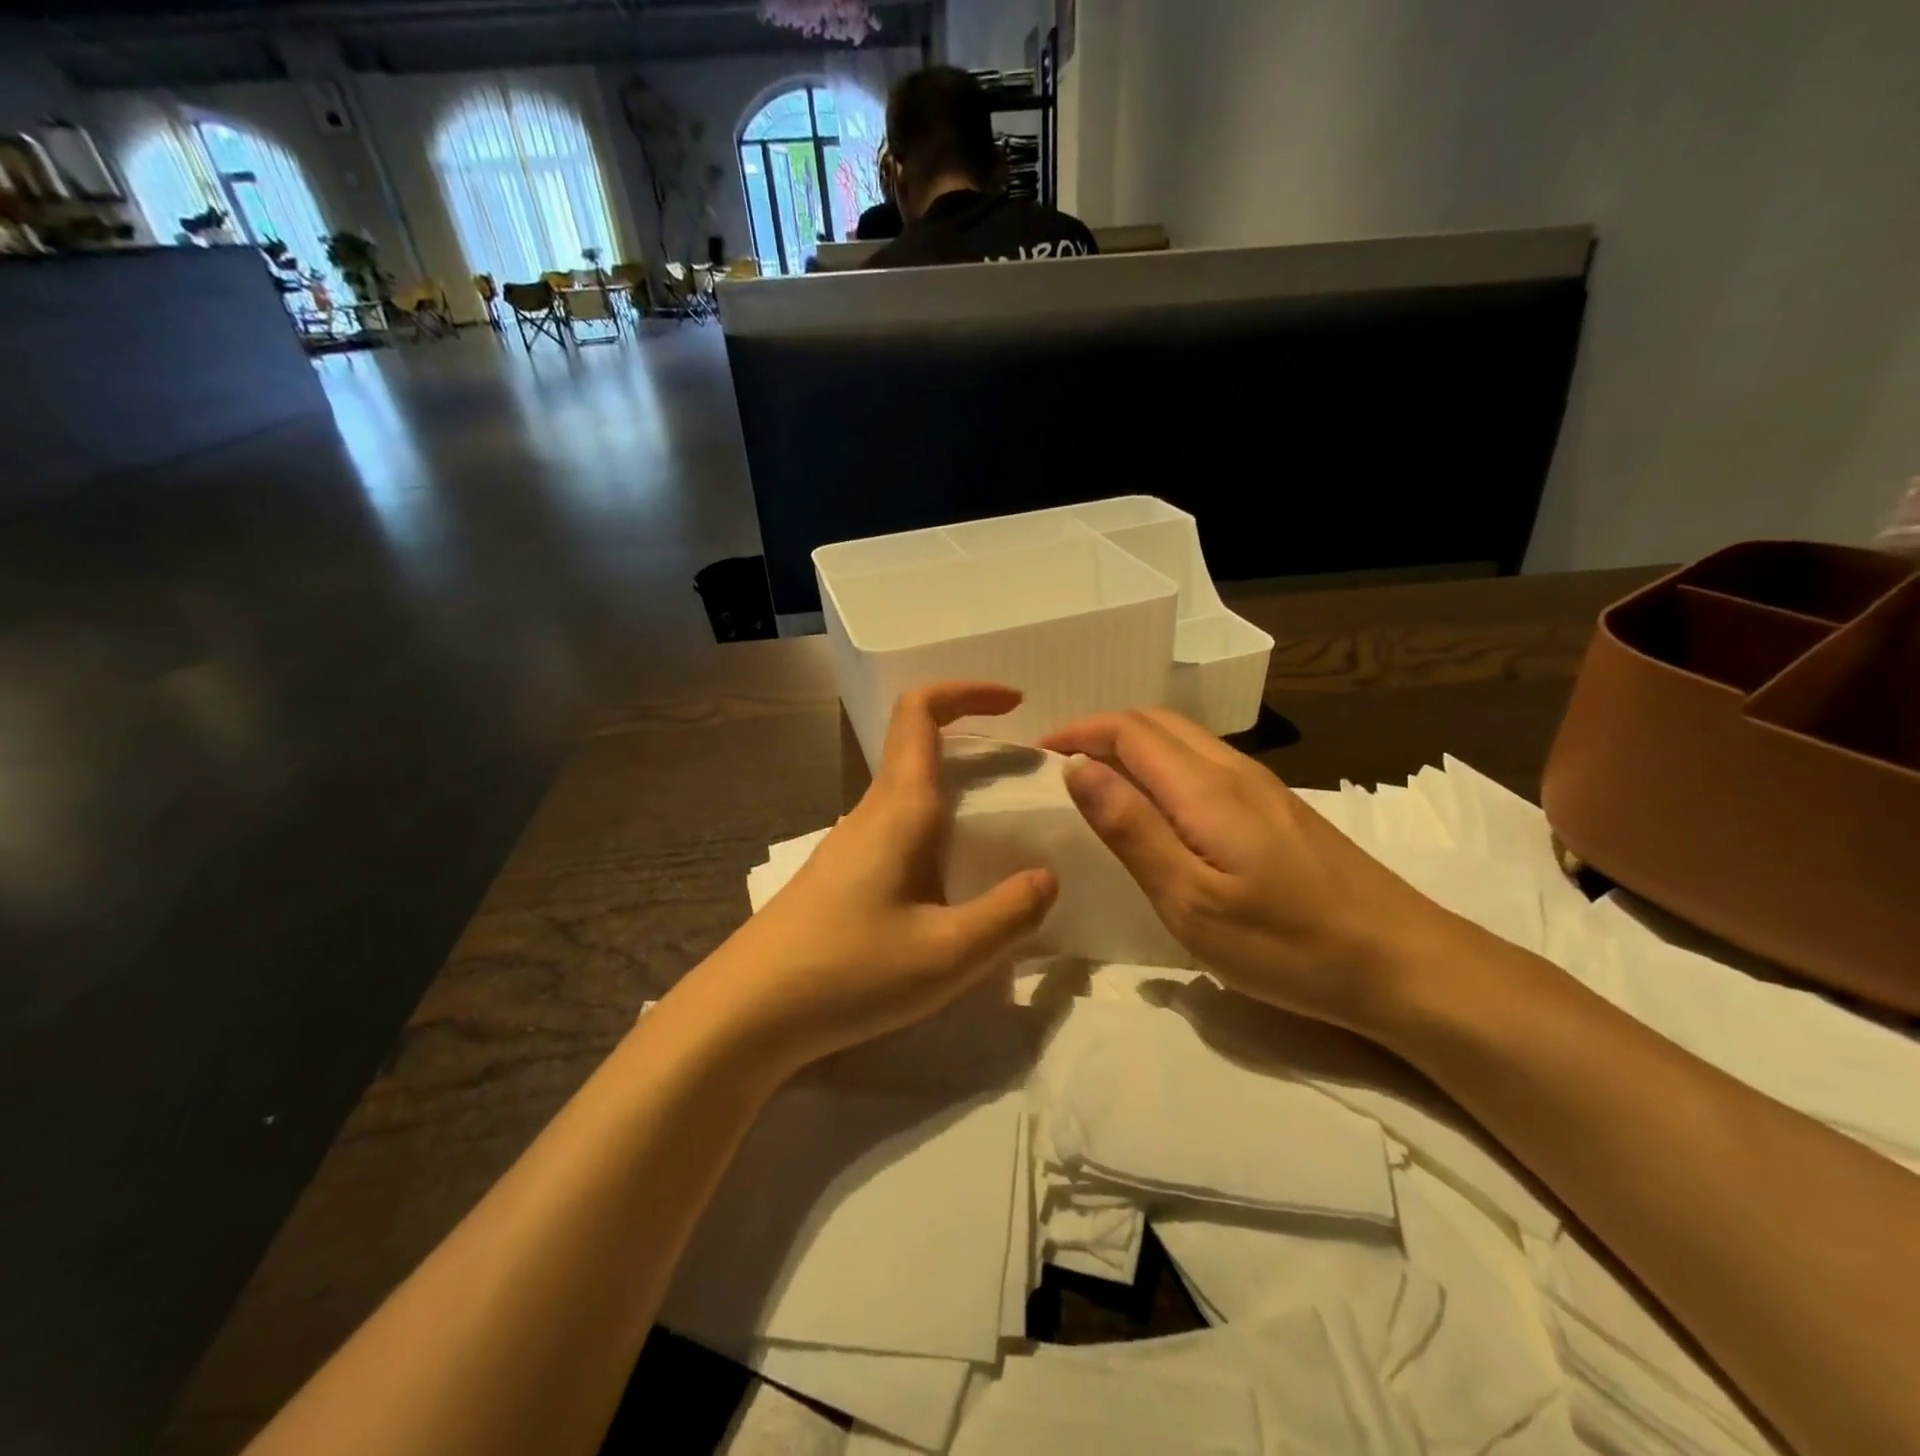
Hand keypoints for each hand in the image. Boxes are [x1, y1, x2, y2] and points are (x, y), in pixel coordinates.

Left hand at [687, 683, 1058, 1072]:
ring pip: (910, 793)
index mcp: (898, 808)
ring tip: (1005, 836)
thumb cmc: (848, 971)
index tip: (1016, 704)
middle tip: (1028, 780)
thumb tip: (1046, 877)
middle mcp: (872, 812)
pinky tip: (955, 887)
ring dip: (958, 793)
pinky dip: (938, 832)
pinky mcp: (842, 876)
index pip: (921, 713)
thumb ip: (1008, 914)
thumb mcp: (946, 953)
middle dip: (976, 746)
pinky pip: (899, 832)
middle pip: (919, 747)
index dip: (966, 691)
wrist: (747, 1012)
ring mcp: (851, 844)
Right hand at [1041, 708, 1460, 1032]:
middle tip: (1060, 765)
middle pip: (1156, 722)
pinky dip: (1163, 765)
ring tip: (1097, 782)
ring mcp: (1263, 788)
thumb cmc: (1288, 944)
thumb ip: (1133, 830)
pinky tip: (1158, 806)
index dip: (1078, 732)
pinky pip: (1205, 763)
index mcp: (1206, 788)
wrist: (1403, 964)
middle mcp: (1234, 771)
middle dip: (1101, 730)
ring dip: (1132, 745)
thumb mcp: (1192, 901)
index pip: (1128, 730)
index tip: (1037, 754)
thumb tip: (1078, 769)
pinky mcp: (1279, 809)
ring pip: (1184, 740)